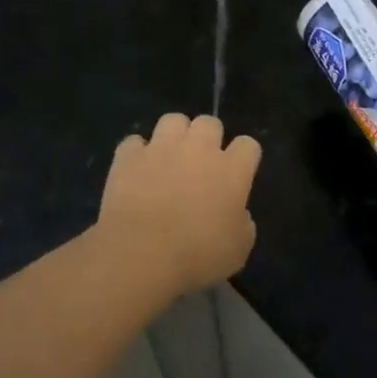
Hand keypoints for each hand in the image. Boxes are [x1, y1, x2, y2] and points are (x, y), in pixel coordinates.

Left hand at [98, 113, 262, 299]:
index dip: (244, 158)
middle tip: (201, 164)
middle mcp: (199, 150)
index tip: (238, 174)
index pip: (248, 145)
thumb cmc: (198, 257)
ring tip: (169, 159)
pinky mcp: (128, 157)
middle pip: (210, 123)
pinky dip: (137, 154)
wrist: (140, 255)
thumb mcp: (238, 250)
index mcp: (232, 171)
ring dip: (174, 136)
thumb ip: (242, 224)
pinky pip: (134, 142)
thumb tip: (237, 214)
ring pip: (173, 120)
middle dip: (209, 138)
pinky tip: (137, 170)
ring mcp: (160, 148)